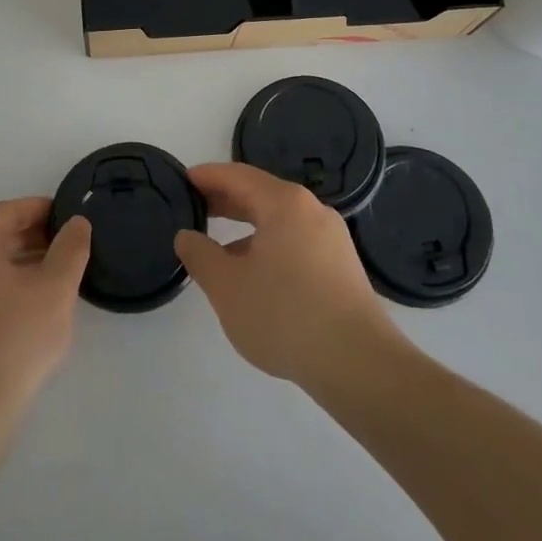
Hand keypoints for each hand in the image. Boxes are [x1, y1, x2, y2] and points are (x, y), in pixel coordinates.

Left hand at [0, 199, 91, 428]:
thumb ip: (71, 248)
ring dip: (22, 260)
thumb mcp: (55, 289)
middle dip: (34, 235)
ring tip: (57, 274)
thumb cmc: (14, 341)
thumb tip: (76, 223)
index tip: (71, 217)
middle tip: (69, 246)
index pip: (9, 210)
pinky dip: (6, 282)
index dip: (43, 209)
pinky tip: (31, 303)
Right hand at [175, 163, 400, 388]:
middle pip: (260, 193)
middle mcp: (312, 211)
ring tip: (218, 246)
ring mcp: (331, 238)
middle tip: (194, 207)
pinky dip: (268, 243)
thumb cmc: (285, 316)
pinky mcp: (341, 266)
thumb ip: (200, 255)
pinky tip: (254, 273)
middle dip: (225, 199)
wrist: (359, 364)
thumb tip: (187, 236)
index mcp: (285, 204)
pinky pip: (296, 240)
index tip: (182, 179)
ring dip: (246, 225)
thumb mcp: (227, 287)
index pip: (238, 176)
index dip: (207, 176)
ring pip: (279, 219)